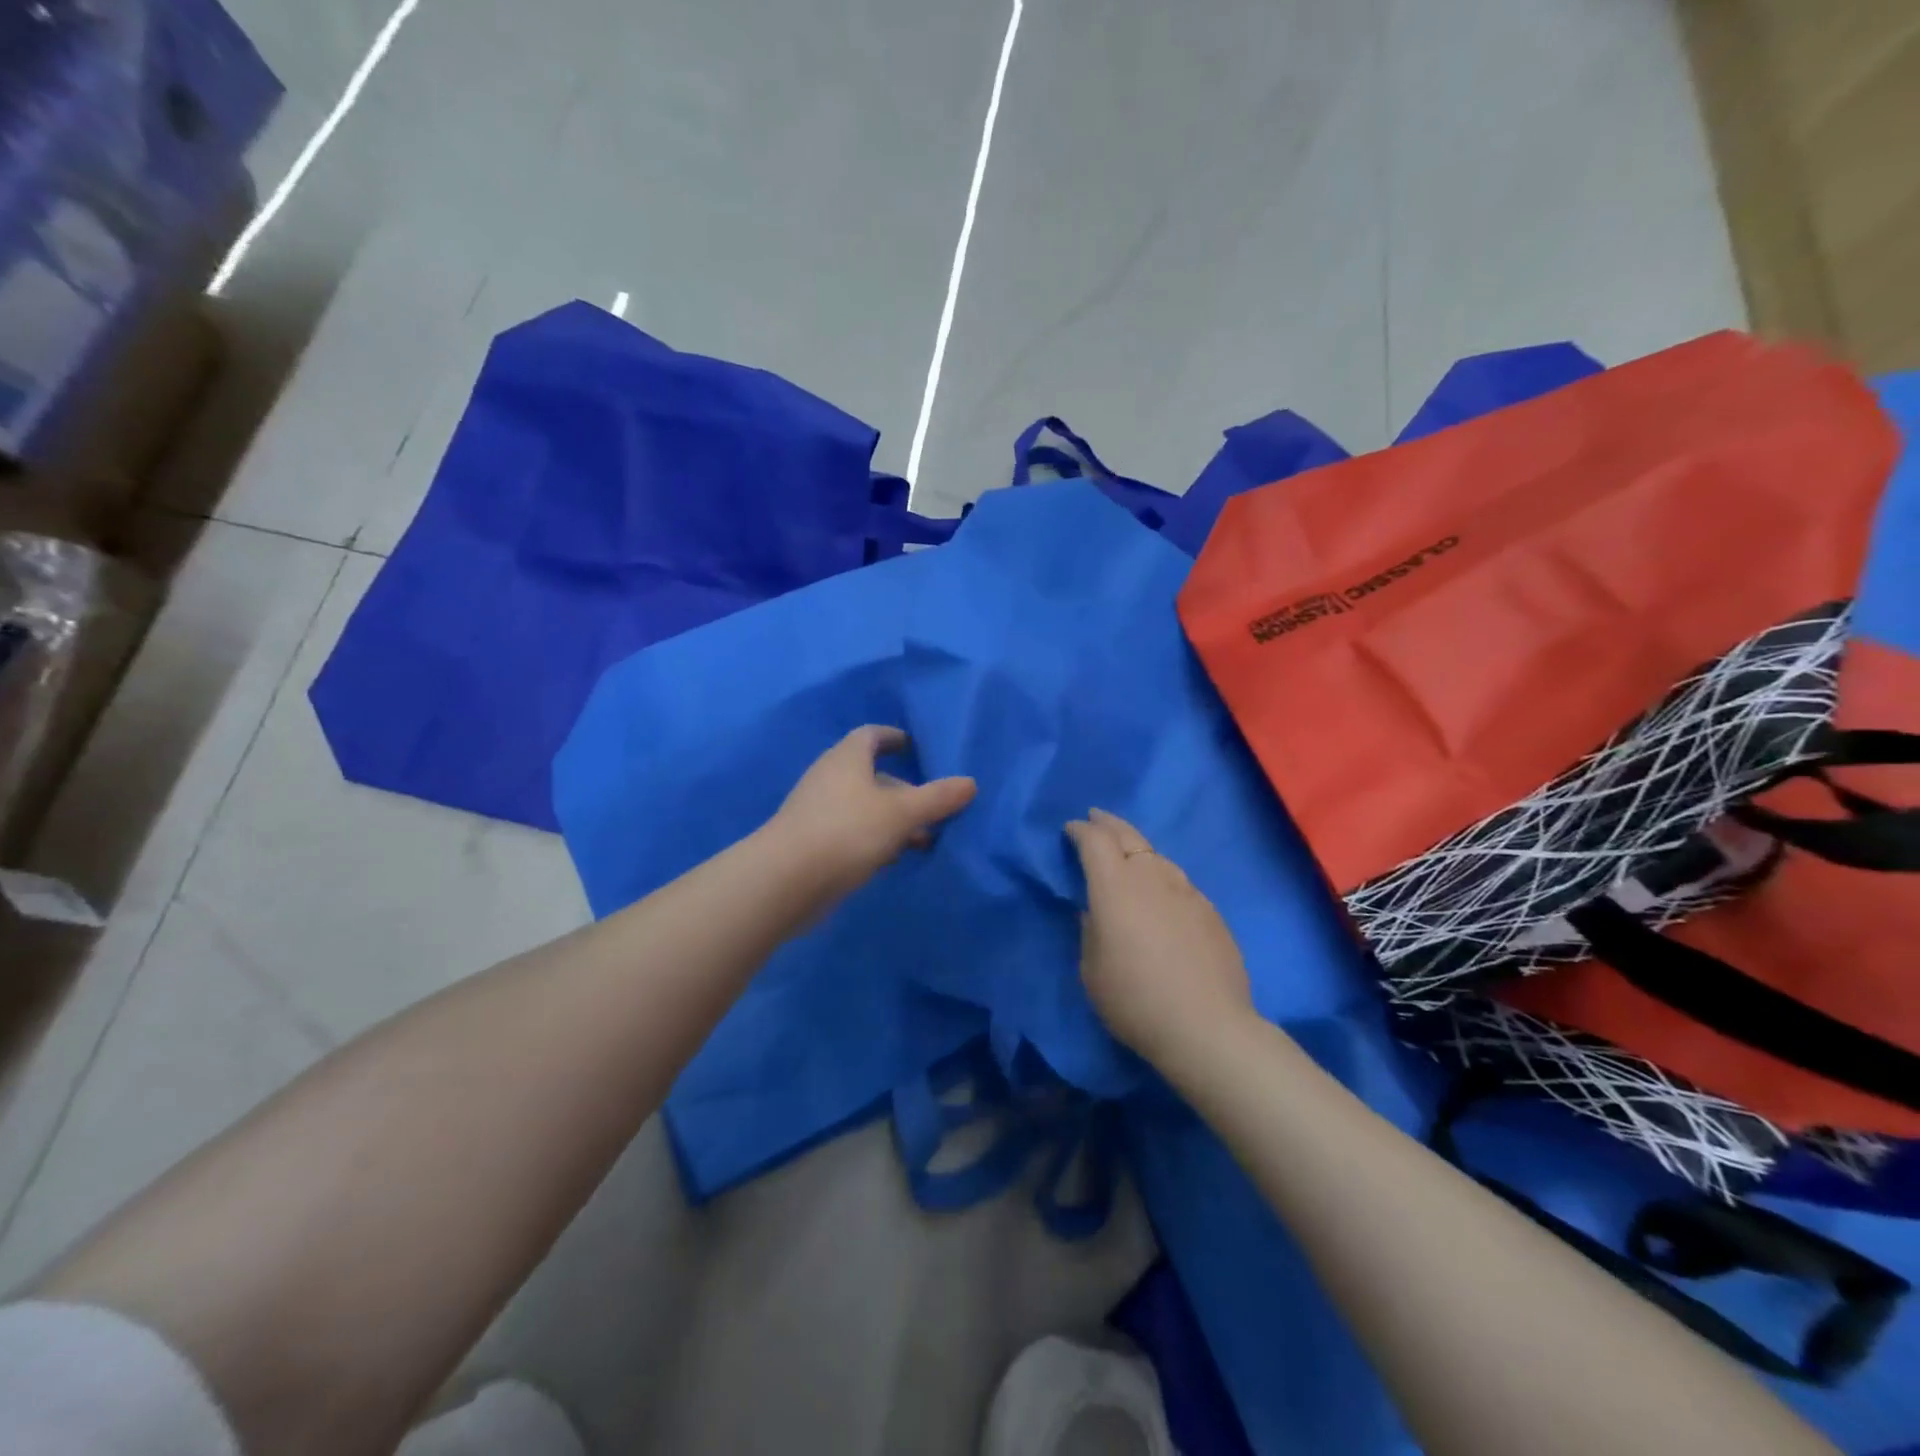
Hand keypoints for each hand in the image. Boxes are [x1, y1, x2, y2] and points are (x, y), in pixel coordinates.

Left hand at [771, 726, 976, 900]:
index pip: (871, 735)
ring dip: (892, 819)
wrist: (784, 880)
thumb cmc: (846, 831)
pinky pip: (851, 831)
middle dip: (903, 788)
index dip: (893, 737)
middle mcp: (830, 778)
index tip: (913, 746)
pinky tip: (892, 858)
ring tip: (923, 839)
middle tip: (933, 806)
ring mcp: (818, 811)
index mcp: (847, 758)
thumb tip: (970, 782)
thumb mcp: (900, 813)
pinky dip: (874, 838)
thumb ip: (936, 798)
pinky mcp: (812, 842)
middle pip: (871, 774)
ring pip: (863, 807)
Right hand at [1065, 809, 1253, 1063]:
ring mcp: (1186, 890)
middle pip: (1128, 835)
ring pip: (1157, 856)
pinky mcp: (1210, 911)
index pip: (1094, 841)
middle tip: (1096, 818)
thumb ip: (1091, 930)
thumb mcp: (1091, 969)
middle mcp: (1151, 876)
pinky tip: (1161, 896)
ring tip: (1128, 855)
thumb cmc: (1134, 999)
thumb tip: (1096, 911)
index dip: (1080, 830)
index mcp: (1115, 886)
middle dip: (1108, 823)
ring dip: (1137, 849)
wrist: (1206, 1027)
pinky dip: (1162, 877)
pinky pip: (1179, 882)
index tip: (1071, 829)